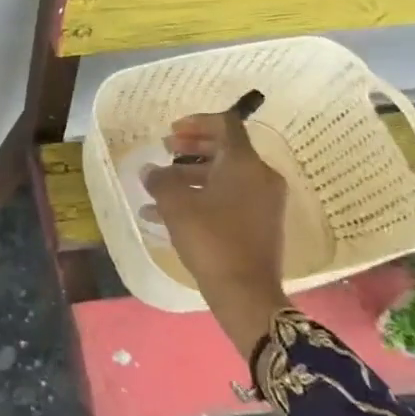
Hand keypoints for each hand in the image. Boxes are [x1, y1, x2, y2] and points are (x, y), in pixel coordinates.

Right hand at [142, 107, 290, 358]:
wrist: (246, 294)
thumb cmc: (211, 239)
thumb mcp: (176, 205)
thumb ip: (160, 179)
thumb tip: (150, 169)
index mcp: (244, 163)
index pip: (225, 124)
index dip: (197, 121)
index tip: (172, 130)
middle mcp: (260, 176)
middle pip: (225, 148)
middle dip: (192, 147)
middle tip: (166, 150)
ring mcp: (264, 201)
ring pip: (225, 175)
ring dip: (192, 173)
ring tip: (160, 185)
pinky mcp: (261, 223)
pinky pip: (230, 196)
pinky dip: (204, 195)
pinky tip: (170, 212)